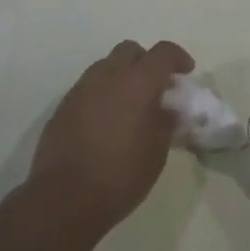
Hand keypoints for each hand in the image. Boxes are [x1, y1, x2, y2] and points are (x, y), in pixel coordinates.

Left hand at [28, 41, 193, 232]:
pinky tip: (106, 122)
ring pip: (106, 66)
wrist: (63, 200)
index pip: (163, 52)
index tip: (186, 72)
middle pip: (130, 50)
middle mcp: (109, 76)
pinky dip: (102, 94)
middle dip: (146, 62)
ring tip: (129, 106)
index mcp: (138, 82)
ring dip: (122, 76)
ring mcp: (82, 89)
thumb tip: (166, 111)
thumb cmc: (120, 176)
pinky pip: (88, 88)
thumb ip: (165, 123)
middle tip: (155, 87)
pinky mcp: (63, 106)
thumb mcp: (156, 152)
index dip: (178, 57)